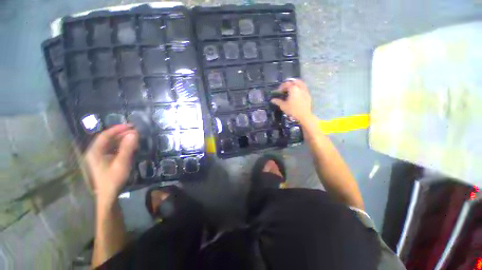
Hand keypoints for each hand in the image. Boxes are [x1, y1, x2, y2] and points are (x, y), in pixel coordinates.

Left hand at [84, 124, 138, 205]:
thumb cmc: (113, 179)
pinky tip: (131, 146)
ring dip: (123, 140)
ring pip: (111, 144)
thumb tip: (134, 133)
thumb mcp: (121, 162)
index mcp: (95, 151)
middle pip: (108, 139)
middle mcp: (96, 152)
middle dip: (122, 134)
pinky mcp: (105, 161)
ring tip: (135, 137)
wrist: (108, 194)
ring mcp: (100, 157)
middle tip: (135, 131)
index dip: (117, 129)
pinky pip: (113, 149)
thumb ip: (127, 147)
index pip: (105, 135)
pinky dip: (122, 146)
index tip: (130, 125)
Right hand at [270, 79, 312, 123]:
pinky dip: (300, 88)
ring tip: (291, 89)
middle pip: (294, 81)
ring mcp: (305, 91)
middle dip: (289, 83)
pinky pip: (304, 88)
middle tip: (285, 88)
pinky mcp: (308, 95)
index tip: (278, 91)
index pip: (286, 84)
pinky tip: (297, 94)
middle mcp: (300, 88)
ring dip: (295, 84)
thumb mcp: (283, 106)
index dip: (281, 87)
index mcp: (293, 89)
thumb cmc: (292, 110)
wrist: (304, 116)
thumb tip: (272, 100)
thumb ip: (278, 101)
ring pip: (300, 83)